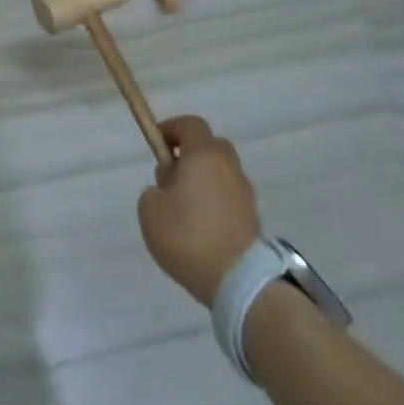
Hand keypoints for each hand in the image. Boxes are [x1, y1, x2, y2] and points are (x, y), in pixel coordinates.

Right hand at [137, 116, 262, 305]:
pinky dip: (215, 201)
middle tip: (170, 178)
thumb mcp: (150, 209)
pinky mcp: (253, 216)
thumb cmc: (188, 236)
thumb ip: (154, 190)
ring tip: (184, 208)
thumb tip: (170, 189)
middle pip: (209, 146)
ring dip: (203, 180)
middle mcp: (228, 166)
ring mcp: (245, 191)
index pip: (190, 124)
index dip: (171, 129)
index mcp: (204, 155)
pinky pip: (228, 196)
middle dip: (189, 154)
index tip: (157, 145)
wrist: (238, 280)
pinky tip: (201, 227)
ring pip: (220, 172)